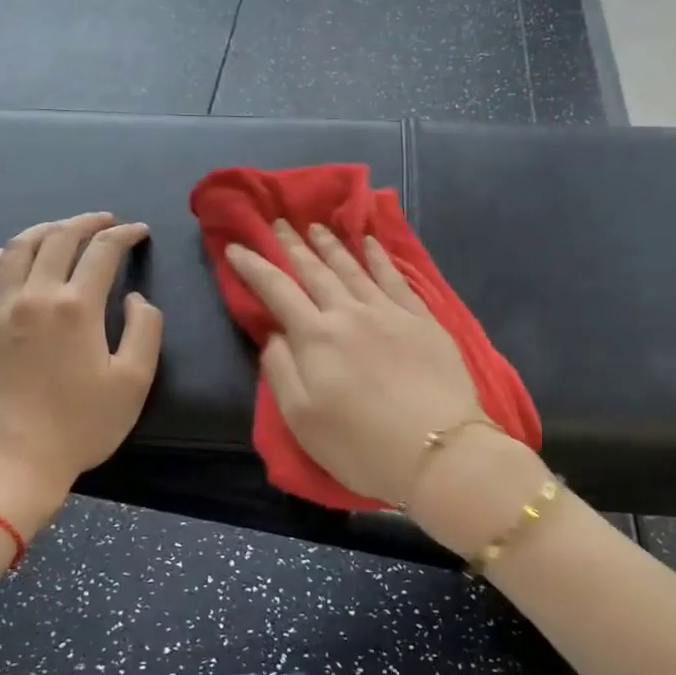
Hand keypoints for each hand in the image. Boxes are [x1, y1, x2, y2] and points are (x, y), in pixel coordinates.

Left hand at [0, 213, 162, 530]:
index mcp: (77, 306)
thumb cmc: (82, 425)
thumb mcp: (135, 380)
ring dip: (43, 231)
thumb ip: (145, 329)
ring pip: (18, 250)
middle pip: (59, 239)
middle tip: (105, 221)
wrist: (16, 462)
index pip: (103, 252)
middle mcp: (36, 296)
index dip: (124, 235)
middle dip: (86, 222)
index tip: (139, 232)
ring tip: (60, 230)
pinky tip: (4, 258)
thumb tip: (134, 298)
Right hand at [225, 220, 483, 506]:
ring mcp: (389, 312)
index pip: (277, 290)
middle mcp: (349, 313)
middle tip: (279, 223)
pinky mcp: (422, 319)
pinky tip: (370, 243)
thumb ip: (281, 369)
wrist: (439, 452)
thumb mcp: (302, 418)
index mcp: (316, 337)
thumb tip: (272, 333)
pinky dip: (379, 257)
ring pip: (353, 268)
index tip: (236, 247)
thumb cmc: (361, 445)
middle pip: (315, 271)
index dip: (254, 267)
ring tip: (315, 226)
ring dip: (331, 245)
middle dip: (293, 245)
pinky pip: (395, 278)